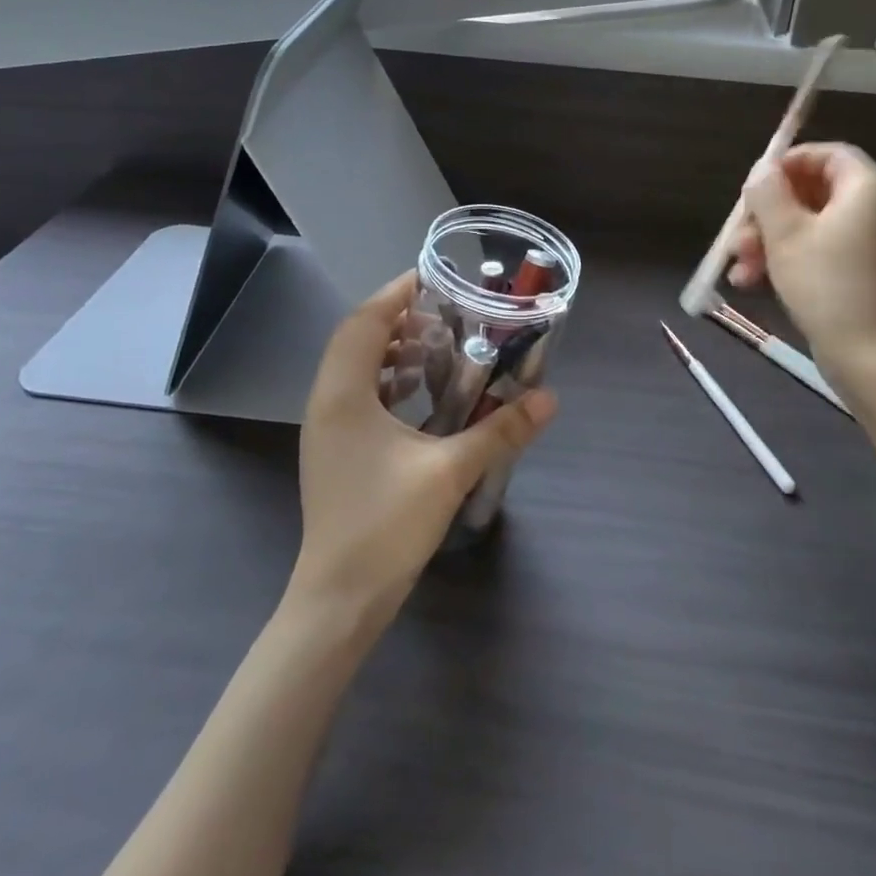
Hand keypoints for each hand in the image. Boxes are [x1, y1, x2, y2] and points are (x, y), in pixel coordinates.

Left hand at [290, 273, 557, 627]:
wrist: (339, 599)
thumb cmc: (386, 526)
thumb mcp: (450, 471)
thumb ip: (500, 430)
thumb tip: (549, 399)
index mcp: (343, 395)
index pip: (365, 321)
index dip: (397, 292)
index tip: (434, 276)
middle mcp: (326, 402)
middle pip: (357, 338)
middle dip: (398, 317)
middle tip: (446, 309)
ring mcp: (326, 429)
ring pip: (355, 367)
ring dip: (392, 348)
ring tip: (438, 343)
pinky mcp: (335, 451)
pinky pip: (358, 395)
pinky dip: (388, 379)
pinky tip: (422, 392)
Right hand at [727, 143, 875, 370]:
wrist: (870, 358)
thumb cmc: (826, 286)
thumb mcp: (785, 235)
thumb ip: (768, 194)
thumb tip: (762, 170)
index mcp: (867, 189)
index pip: (828, 154)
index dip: (788, 163)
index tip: (754, 185)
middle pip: (813, 192)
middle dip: (767, 214)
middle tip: (738, 236)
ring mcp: (870, 243)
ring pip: (810, 226)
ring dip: (769, 241)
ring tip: (739, 268)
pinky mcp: (862, 272)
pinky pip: (821, 251)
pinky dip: (788, 260)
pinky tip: (752, 282)